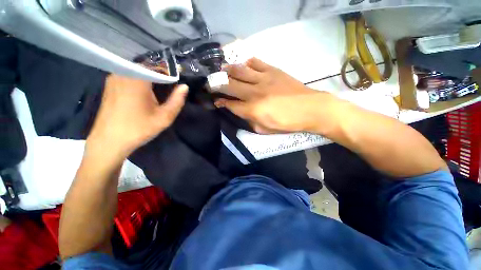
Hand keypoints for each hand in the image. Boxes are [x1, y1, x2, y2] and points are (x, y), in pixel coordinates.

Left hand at [86, 75, 187, 159]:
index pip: (158, 66)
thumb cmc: (139, 128)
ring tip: (159, 88)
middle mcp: (123, 73)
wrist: (109, 141)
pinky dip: (139, 80)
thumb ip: (177, 100)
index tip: (178, 80)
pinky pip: (128, 76)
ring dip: (150, 77)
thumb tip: (185, 86)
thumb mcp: (164, 117)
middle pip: (147, 67)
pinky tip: (144, 92)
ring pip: (137, 71)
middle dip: (160, 74)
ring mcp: (114, 78)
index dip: (170, 72)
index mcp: (138, 79)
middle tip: (170, 85)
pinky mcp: (109, 85)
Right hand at [215, 58, 336, 133]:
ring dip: (227, 70)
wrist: (310, 109)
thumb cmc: (287, 123)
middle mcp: (254, 93)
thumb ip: (250, 121)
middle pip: (229, 85)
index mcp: (253, 110)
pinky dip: (247, 63)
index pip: (230, 104)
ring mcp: (263, 79)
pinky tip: (244, 66)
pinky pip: (256, 62)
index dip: (220, 102)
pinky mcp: (273, 71)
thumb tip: (240, 113)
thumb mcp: (265, 130)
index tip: (215, 101)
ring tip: (222, 70)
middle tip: (211, 83)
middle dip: (217, 84)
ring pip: (239, 70)